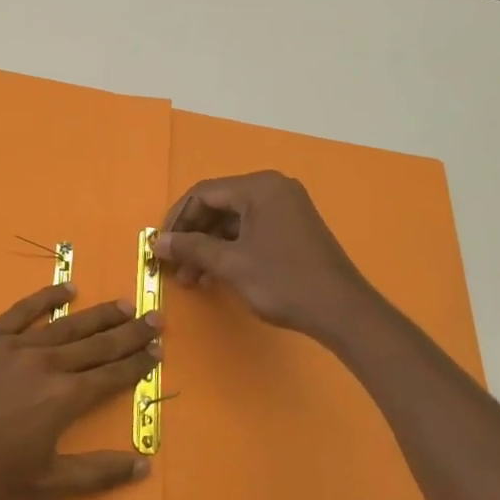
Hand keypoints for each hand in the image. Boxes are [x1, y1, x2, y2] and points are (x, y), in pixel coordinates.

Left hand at [0, 283, 160, 499]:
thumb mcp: (45, 483)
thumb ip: (96, 472)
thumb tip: (144, 465)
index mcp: (64, 398)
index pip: (111, 375)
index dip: (137, 363)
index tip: (158, 350)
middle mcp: (47, 364)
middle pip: (97, 344)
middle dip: (129, 331)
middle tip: (155, 317)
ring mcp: (15, 346)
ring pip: (66, 324)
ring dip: (98, 314)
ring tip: (123, 304)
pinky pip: (22, 311)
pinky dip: (46, 298)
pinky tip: (66, 289)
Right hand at [157, 170, 372, 338]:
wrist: (342, 312)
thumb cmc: (283, 281)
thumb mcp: (231, 264)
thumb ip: (191, 248)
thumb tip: (157, 243)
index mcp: (259, 187)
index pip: (203, 194)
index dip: (177, 220)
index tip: (161, 247)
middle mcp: (273, 189)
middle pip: (217, 205)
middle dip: (192, 236)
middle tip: (174, 266)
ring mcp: (285, 208)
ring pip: (232, 221)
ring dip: (208, 247)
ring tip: (191, 279)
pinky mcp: (291, 228)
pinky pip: (250, 231)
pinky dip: (229, 250)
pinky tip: (214, 275)